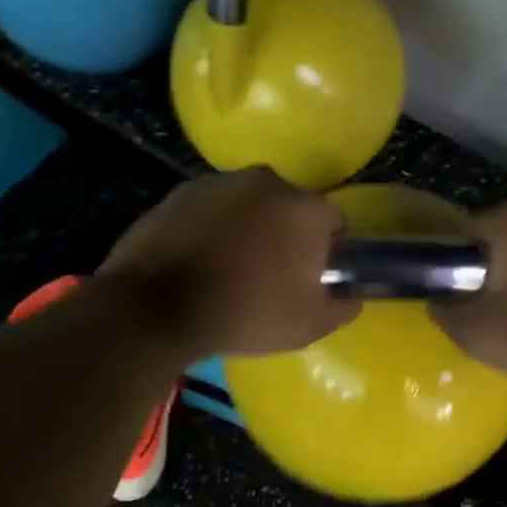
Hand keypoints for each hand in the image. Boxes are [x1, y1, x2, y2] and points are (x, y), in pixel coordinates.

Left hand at [97, 167, 357, 358]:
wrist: (156, 308)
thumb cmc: (244, 314)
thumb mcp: (308, 325)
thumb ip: (342, 306)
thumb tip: (351, 296)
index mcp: (305, 207)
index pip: (333, 220)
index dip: (326, 249)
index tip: (311, 276)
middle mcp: (267, 182)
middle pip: (290, 207)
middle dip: (287, 233)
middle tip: (271, 273)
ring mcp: (220, 182)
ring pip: (249, 204)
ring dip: (249, 226)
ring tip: (230, 266)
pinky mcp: (182, 191)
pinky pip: (212, 208)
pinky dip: (213, 226)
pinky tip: (200, 258)